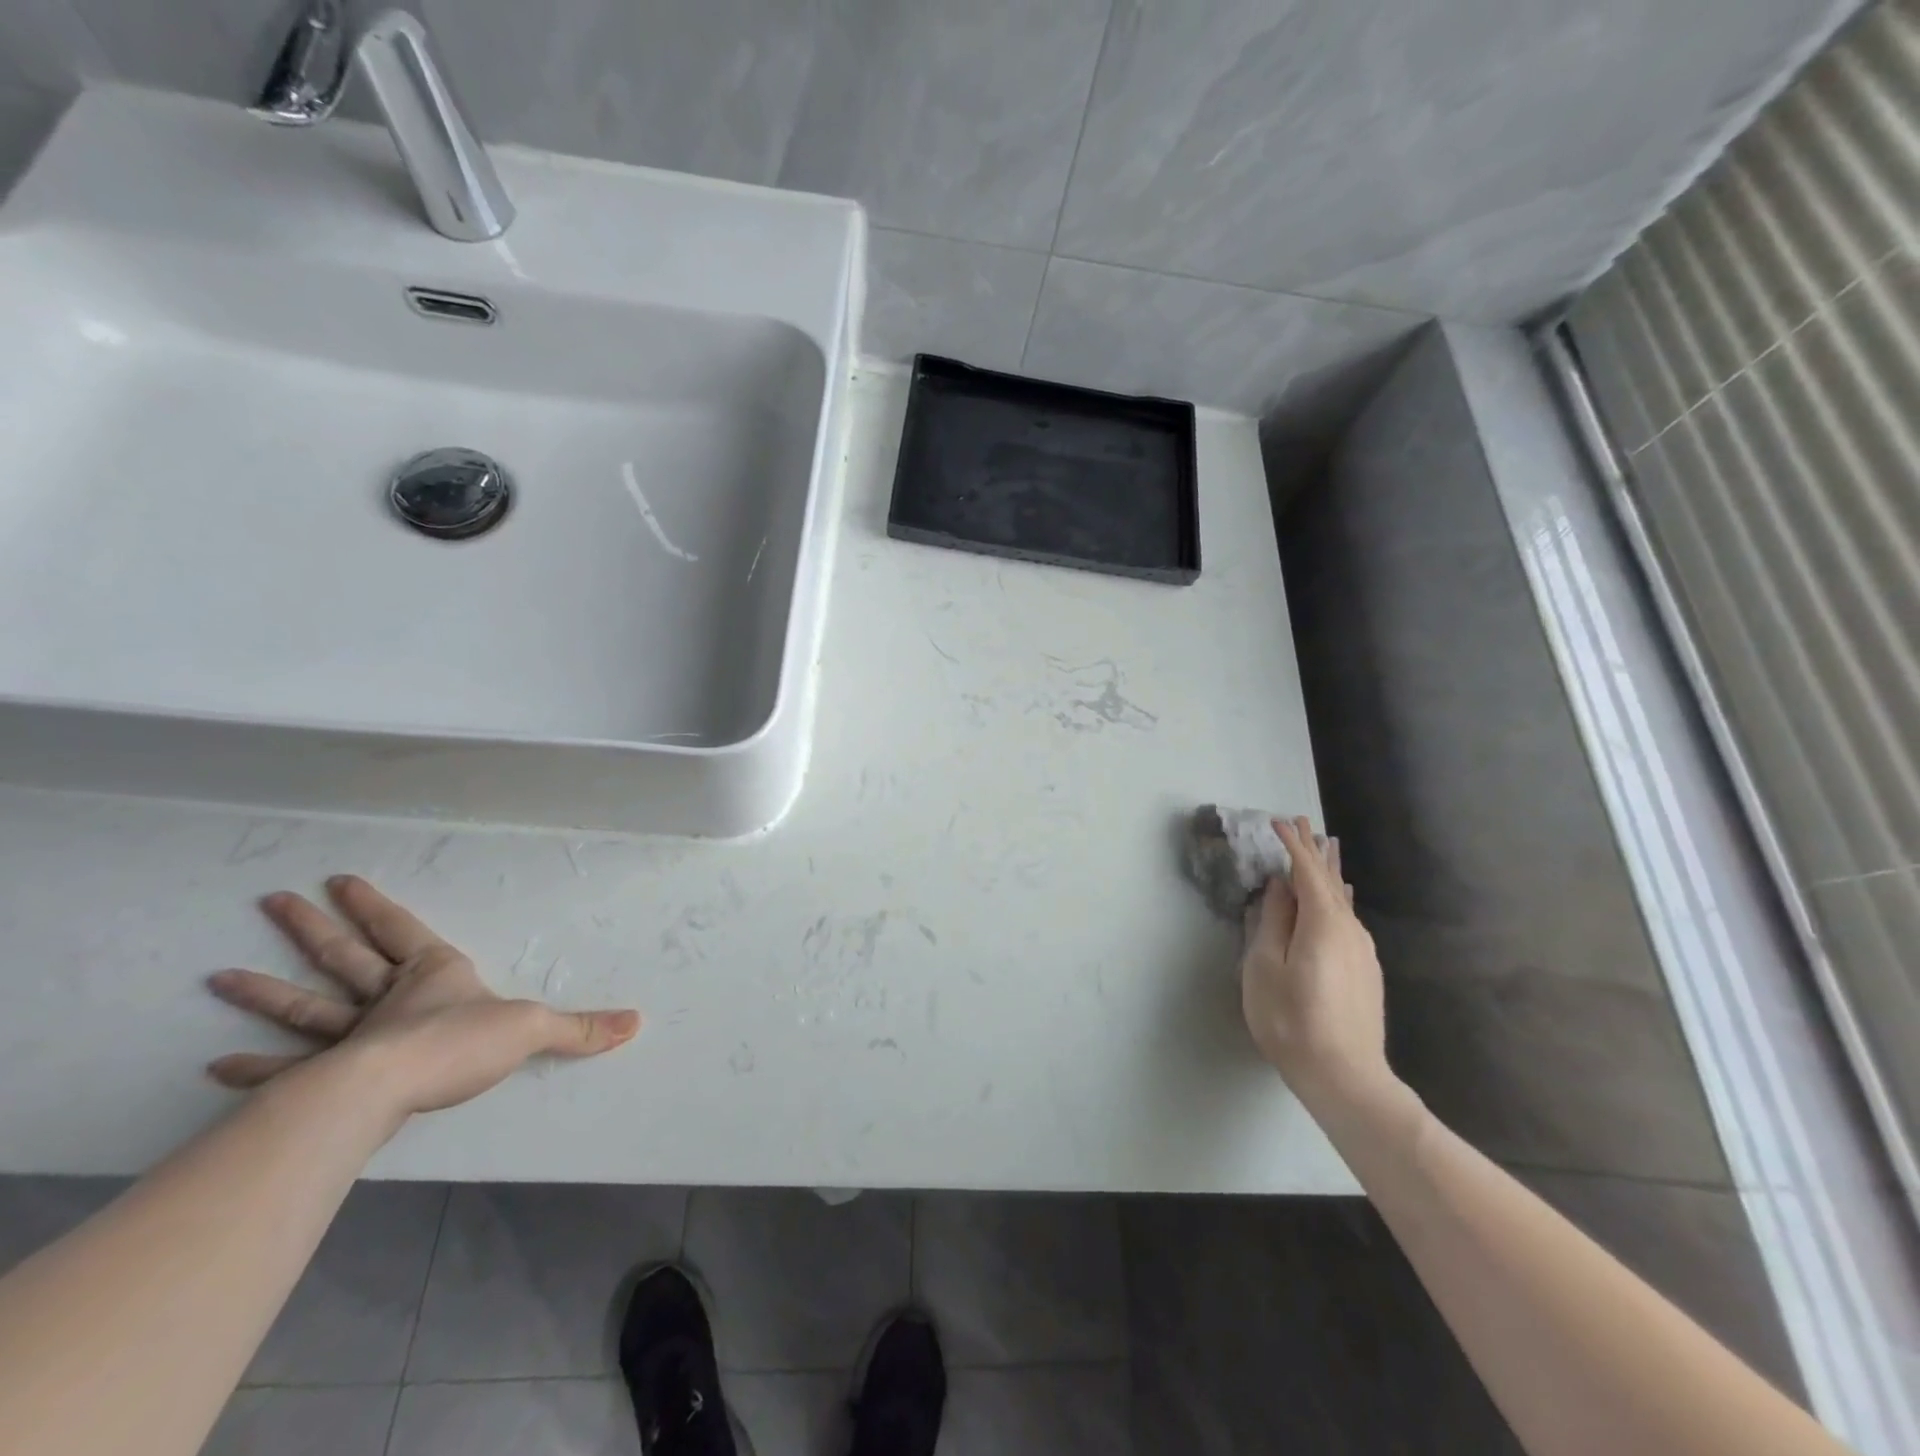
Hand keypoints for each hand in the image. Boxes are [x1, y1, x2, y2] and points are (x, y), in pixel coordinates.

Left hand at [206, 875, 640, 1115]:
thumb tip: (637, 1023)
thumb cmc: (461, 1043)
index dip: (374, 906)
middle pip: (345, 957)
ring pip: (307, 1006)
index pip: (401, 930)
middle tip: (274, 901)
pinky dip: (252, 1068)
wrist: (394, 1086)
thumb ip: (581, 1028)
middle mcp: (388, 998)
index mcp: (433, 975)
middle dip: (313, 929)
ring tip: (219, 977)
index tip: (339, 880)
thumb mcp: (533, 1029)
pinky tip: (216, 1066)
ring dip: (266, 992)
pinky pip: (285, 1069)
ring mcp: (352, 1036)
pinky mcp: (328, 1076)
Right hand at [1240, 818, 1392, 1108]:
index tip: (1277, 822)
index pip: (1305, 871)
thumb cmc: (1291, 1019)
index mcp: (1322, 922)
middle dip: (1314, 850)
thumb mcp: (1265, 967)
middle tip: (1305, 822)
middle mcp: (1349, 929)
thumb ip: (1272, 921)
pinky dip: (1337, 897)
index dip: (1292, 845)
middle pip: (1329, 880)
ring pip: (1342, 899)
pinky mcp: (1365, 970)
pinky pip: (1349, 918)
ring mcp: (1362, 951)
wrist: (1346, 1077)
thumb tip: (1280, 886)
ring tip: (1324, 849)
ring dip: (1328, 872)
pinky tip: (1340, 897)